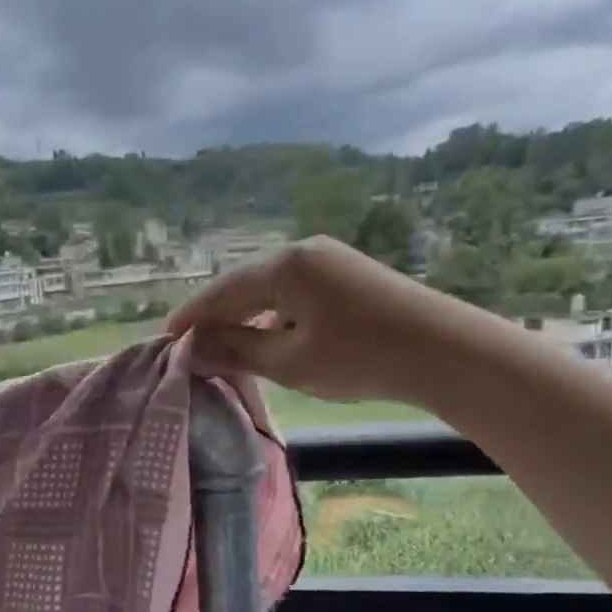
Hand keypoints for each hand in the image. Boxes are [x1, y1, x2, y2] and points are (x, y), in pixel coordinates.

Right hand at [168, 236, 501, 406]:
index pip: (221, 291)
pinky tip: (266, 335)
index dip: (191, 317)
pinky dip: (272, 314)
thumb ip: (236, 351)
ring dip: (243, 315)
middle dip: (214, 315)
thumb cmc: (359, 357)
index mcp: (284, 264)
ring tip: (222, 345)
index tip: (165, 340)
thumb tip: (192, 349)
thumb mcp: (288, 361)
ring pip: (268, 287)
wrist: (445, 351)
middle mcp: (302, 250)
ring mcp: (327, 258)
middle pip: (242, 284)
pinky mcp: (346, 272)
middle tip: (189, 344)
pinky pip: (293, 290)